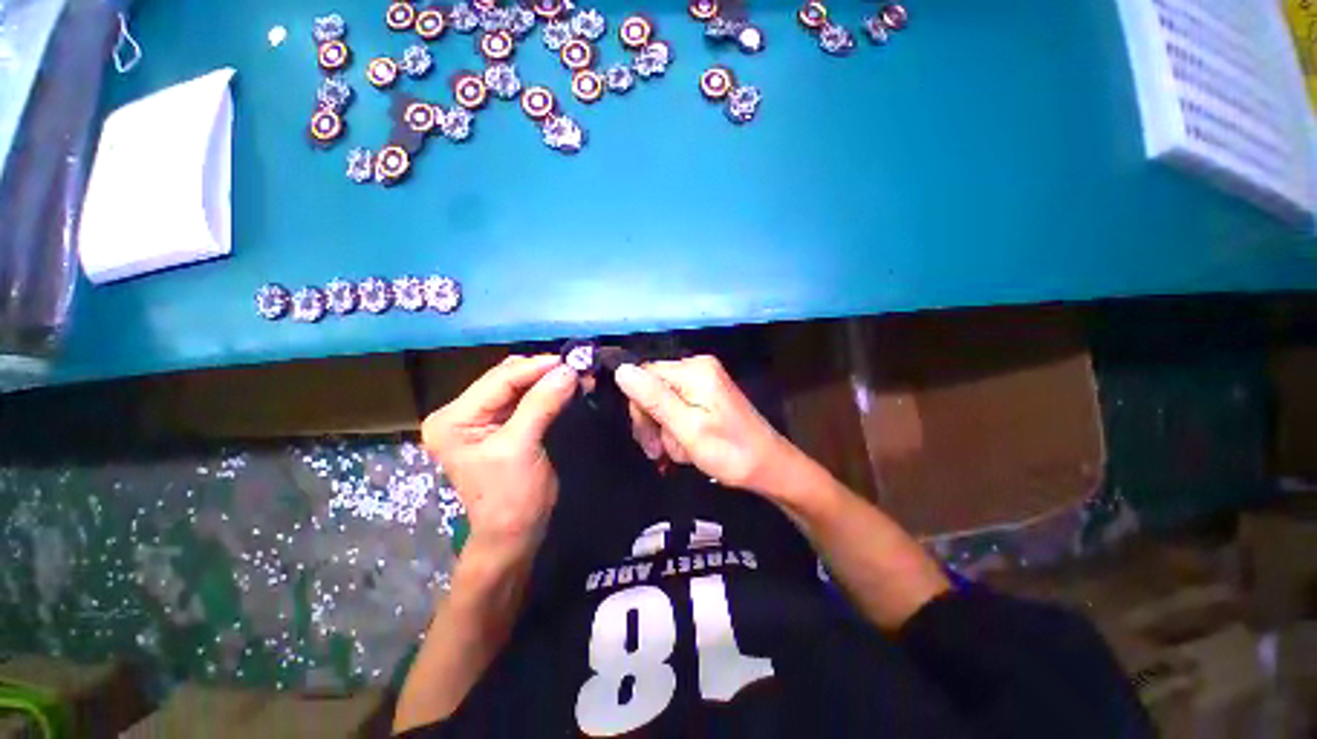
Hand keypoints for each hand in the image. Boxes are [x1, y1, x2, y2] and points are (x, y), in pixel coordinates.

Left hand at [421, 355, 577, 568]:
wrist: (514, 534)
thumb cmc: (512, 497)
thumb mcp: (522, 447)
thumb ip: (541, 404)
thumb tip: (568, 370)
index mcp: (453, 419)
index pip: (498, 380)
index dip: (536, 367)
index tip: (570, 360)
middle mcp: (461, 413)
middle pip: (506, 378)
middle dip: (543, 372)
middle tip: (576, 367)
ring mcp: (479, 418)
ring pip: (517, 386)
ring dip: (547, 380)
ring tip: (575, 374)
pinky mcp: (499, 425)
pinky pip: (524, 399)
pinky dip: (547, 392)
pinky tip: (566, 386)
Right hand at [613, 356, 793, 493]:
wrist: (769, 467)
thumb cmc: (730, 452)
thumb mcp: (688, 429)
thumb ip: (655, 399)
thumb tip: (621, 370)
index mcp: (694, 370)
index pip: (645, 376)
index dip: (640, 407)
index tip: (648, 440)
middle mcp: (697, 367)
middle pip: (653, 388)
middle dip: (653, 422)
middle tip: (659, 453)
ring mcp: (704, 380)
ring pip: (662, 402)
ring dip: (665, 431)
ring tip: (680, 453)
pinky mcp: (707, 394)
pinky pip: (677, 407)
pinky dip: (677, 429)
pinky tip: (687, 447)